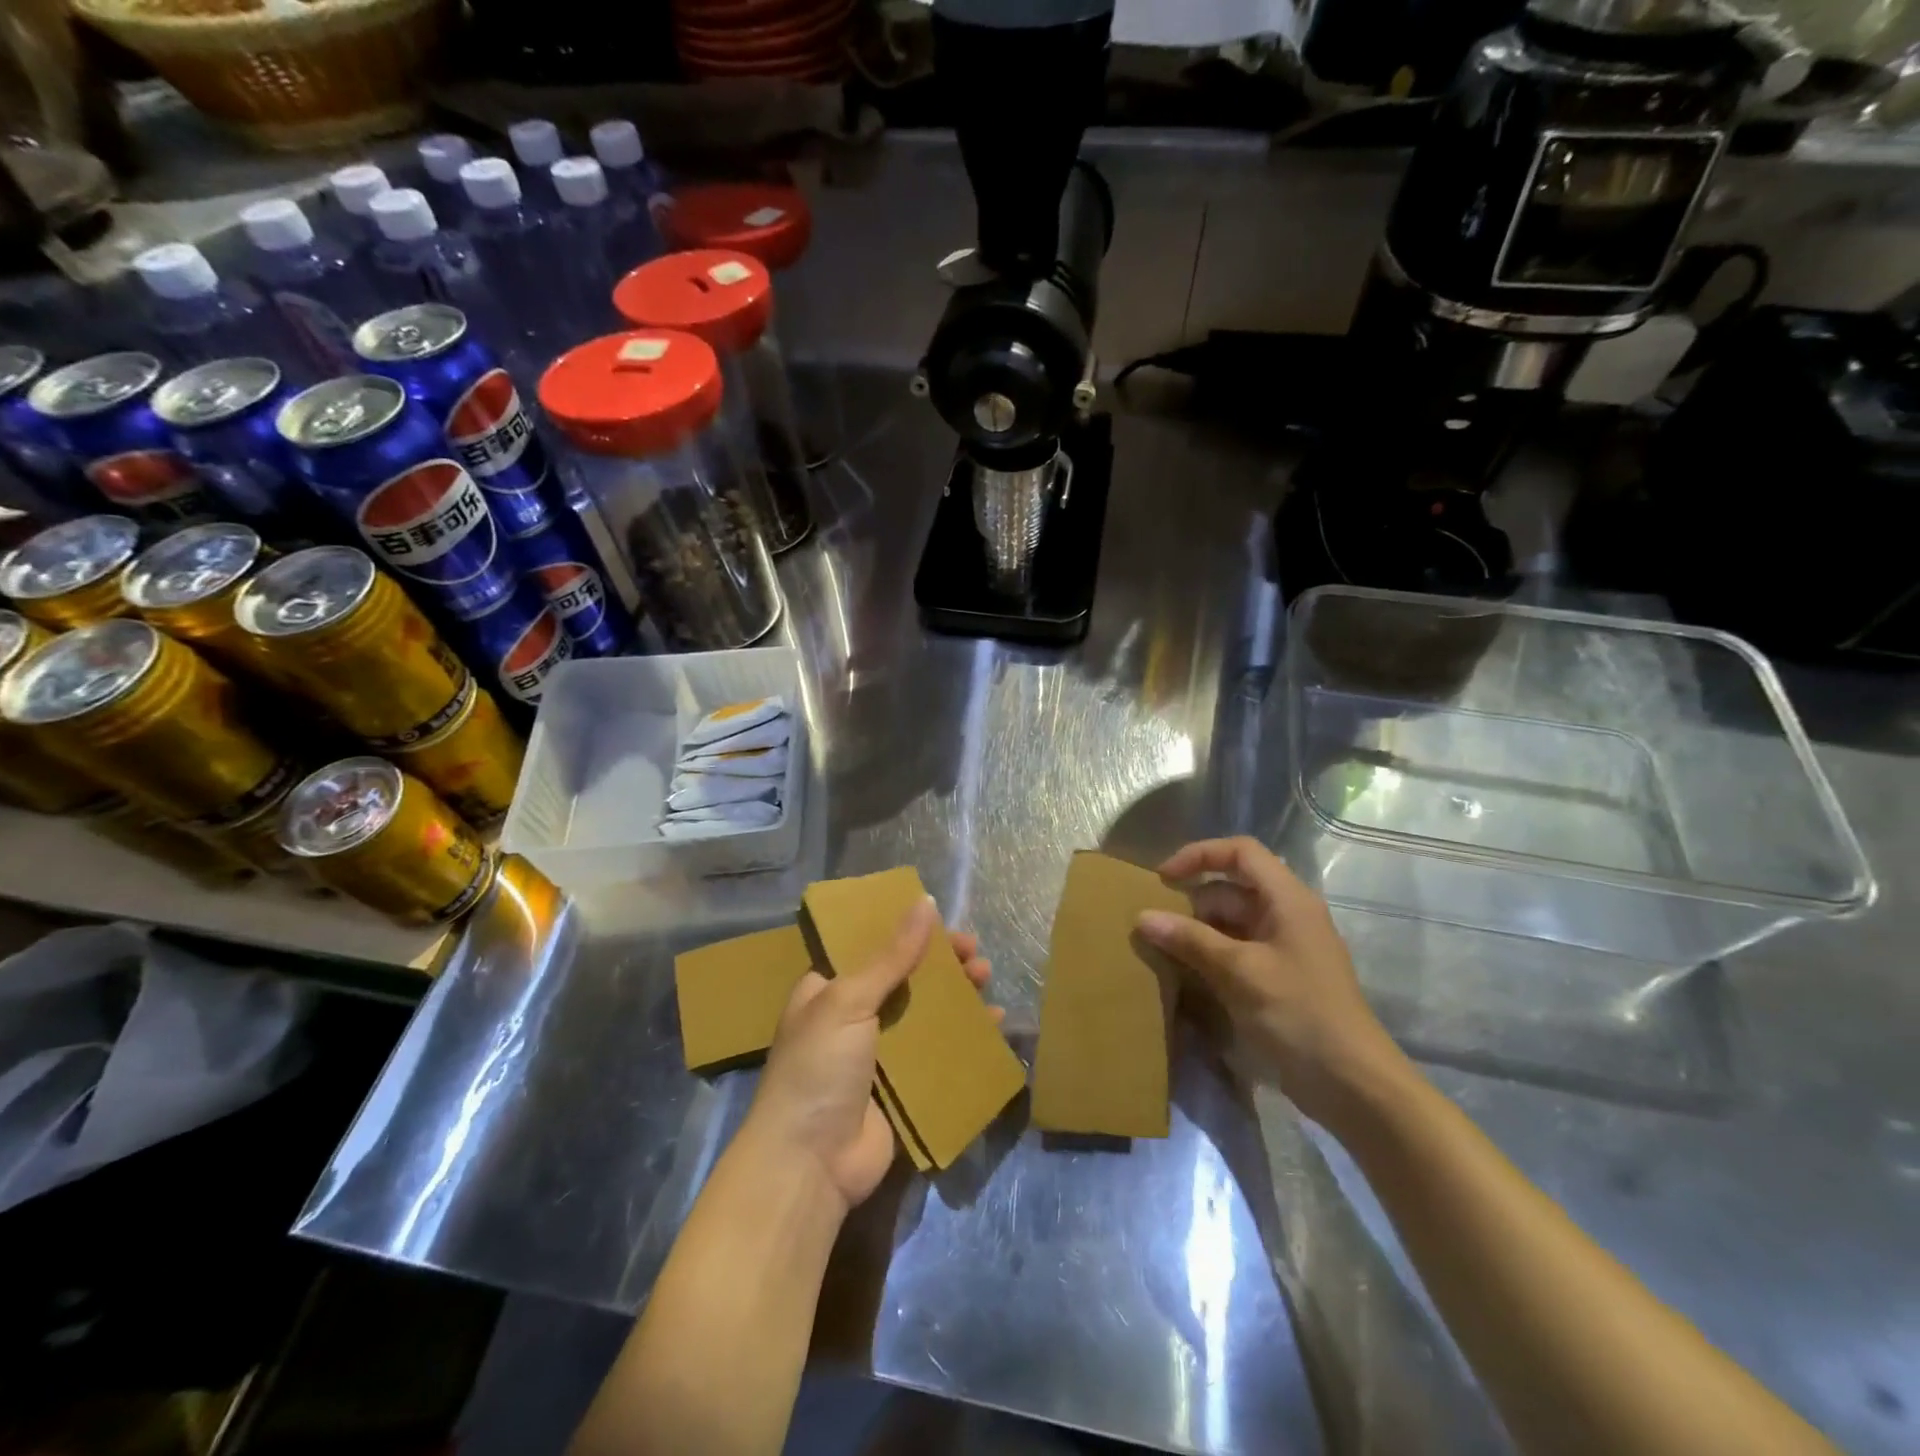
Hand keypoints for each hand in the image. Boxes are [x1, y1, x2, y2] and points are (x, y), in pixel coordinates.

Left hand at [741, 898, 997, 1212]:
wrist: (810, 1164)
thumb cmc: (819, 1068)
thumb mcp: (849, 1001)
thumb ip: (891, 955)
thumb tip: (925, 902)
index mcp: (829, 990)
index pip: (872, 948)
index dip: (907, 932)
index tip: (943, 922)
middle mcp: (853, 1018)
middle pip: (905, 979)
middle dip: (941, 963)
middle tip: (974, 953)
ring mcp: (880, 1055)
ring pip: (926, 1014)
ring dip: (957, 995)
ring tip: (987, 979)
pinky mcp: (904, 1088)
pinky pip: (940, 1053)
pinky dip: (966, 1037)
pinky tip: (993, 1023)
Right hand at [1135, 836, 1409, 1129]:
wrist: (1351, 1084)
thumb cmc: (1299, 1013)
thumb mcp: (1240, 971)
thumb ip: (1191, 940)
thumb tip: (1143, 917)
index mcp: (1287, 900)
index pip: (1241, 852)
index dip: (1200, 855)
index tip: (1163, 878)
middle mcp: (1286, 915)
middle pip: (1231, 889)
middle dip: (1192, 900)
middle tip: (1153, 922)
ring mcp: (1282, 948)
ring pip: (1230, 922)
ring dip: (1196, 931)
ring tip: (1160, 948)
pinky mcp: (1276, 978)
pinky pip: (1235, 951)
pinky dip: (1208, 955)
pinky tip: (1183, 972)